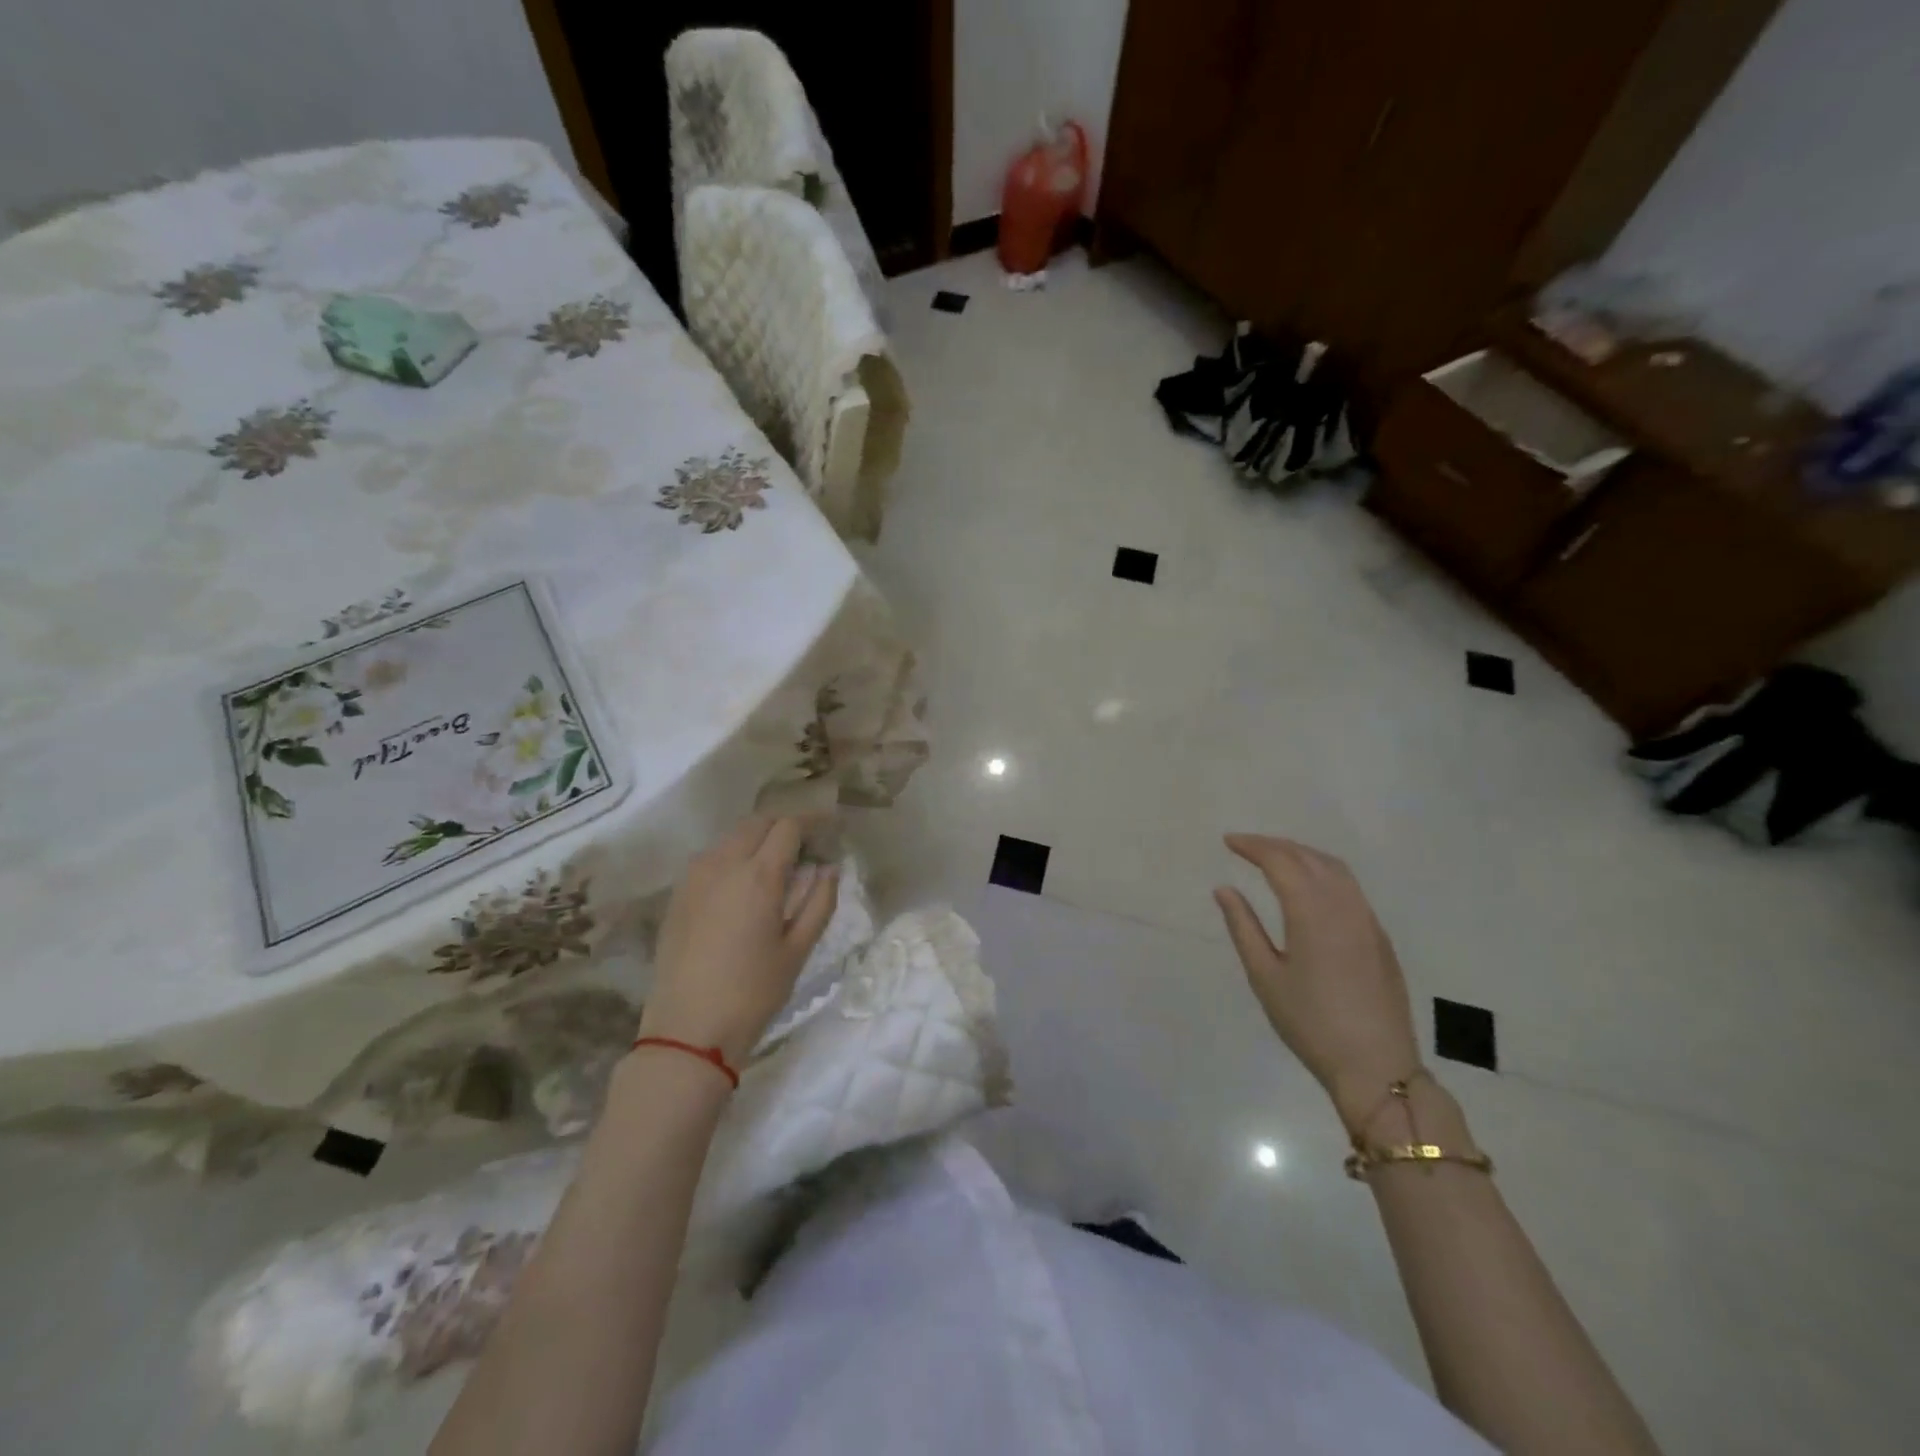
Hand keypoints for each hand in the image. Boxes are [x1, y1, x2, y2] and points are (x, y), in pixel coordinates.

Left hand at [637, 817, 838, 1069]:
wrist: (687, 1030)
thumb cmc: (752, 993)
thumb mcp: (798, 950)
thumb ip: (820, 902)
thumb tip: (830, 867)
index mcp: (758, 875)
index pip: (789, 826)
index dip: (813, 822)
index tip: (830, 828)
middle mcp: (723, 863)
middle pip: (757, 822)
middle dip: (785, 825)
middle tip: (807, 846)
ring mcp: (695, 876)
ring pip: (732, 837)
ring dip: (758, 838)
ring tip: (778, 865)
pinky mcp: (678, 893)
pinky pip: (712, 857)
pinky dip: (734, 855)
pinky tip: (744, 884)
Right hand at [1213, 834, 1421, 1131]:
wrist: (1376, 1066)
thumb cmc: (1310, 1023)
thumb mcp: (1265, 976)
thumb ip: (1243, 927)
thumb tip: (1224, 889)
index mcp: (1312, 912)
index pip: (1281, 861)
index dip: (1253, 846)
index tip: (1229, 841)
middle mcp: (1344, 906)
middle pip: (1309, 857)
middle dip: (1276, 845)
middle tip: (1246, 845)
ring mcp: (1367, 920)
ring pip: (1335, 869)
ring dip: (1302, 854)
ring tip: (1275, 857)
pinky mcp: (1379, 936)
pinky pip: (1350, 887)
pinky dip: (1324, 871)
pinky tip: (1309, 885)